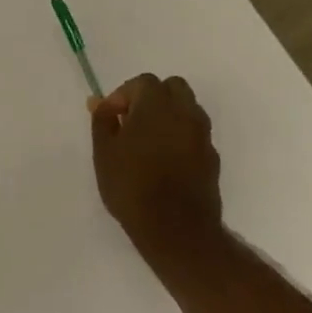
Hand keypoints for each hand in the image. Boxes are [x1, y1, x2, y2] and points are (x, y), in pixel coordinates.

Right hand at [90, 74, 224, 284]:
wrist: (176, 230)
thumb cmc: (132, 185)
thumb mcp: (104, 151)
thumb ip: (102, 119)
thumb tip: (99, 101)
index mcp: (157, 104)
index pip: (142, 82)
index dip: (123, 95)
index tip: (111, 118)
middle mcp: (185, 113)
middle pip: (173, 88)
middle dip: (152, 97)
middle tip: (132, 121)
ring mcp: (202, 135)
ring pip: (188, 109)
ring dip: (169, 115)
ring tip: (148, 141)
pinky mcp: (212, 158)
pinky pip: (195, 134)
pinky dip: (180, 136)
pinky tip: (164, 160)